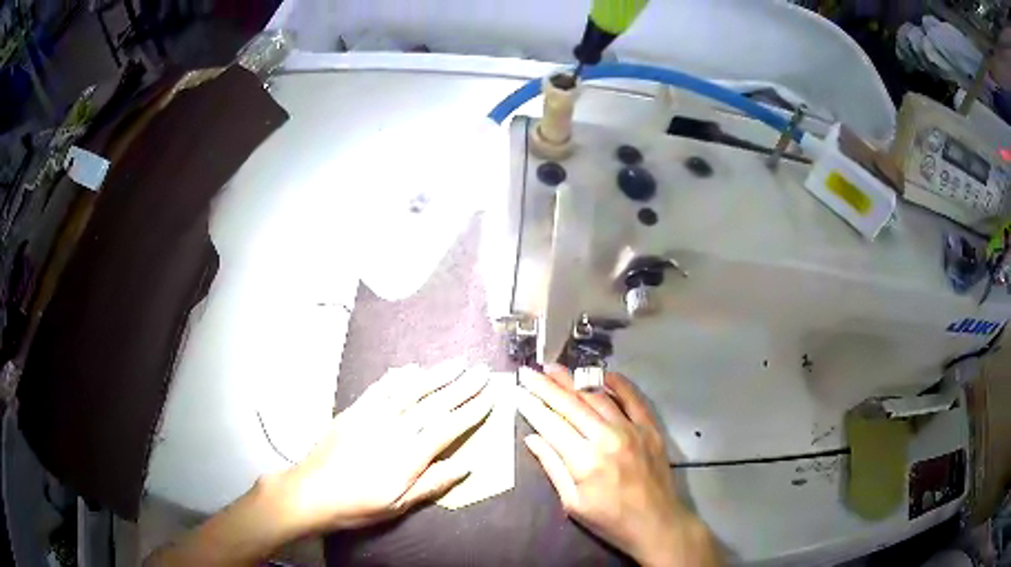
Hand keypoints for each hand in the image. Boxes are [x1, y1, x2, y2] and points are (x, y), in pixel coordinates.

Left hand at [269, 361, 492, 533]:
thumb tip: (465, 466)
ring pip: (409, 390)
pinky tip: (410, 368)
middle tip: (481, 371)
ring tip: (455, 363)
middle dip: (461, 387)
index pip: (447, 427)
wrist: (311, 492)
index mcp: (408, 455)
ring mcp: (372, 416)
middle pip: (433, 404)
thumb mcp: (398, 505)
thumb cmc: (358, 505)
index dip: (471, 412)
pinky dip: (397, 377)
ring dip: (435, 375)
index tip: (489, 397)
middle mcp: (394, 429)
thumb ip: (432, 484)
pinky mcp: (354, 410)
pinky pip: (379, 388)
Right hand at [517, 365, 718, 566]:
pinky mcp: (650, 427)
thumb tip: (532, 437)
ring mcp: (632, 429)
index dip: (532, 406)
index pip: (551, 424)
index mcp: (585, 461)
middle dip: (546, 386)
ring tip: (555, 369)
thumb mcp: (573, 502)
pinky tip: (601, 374)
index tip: (518, 391)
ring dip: (574, 381)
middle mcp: (607, 438)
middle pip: (571, 405)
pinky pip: (633, 398)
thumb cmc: (610, 520)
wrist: (656, 523)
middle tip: (528, 372)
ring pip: (598, 397)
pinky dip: (617, 383)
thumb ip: (552, 467)